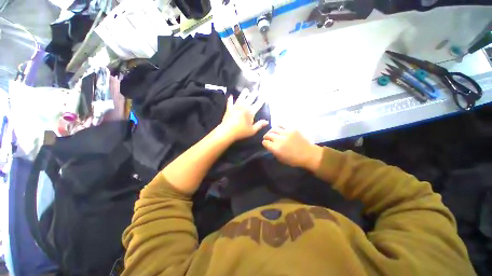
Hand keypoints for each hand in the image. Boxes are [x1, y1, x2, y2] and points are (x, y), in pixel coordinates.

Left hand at [219, 88, 268, 141]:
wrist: (227, 131)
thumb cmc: (241, 131)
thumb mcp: (252, 130)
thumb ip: (260, 125)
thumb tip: (267, 121)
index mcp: (251, 112)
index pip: (257, 105)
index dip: (261, 101)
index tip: (264, 98)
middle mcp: (244, 107)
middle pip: (250, 99)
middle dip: (253, 95)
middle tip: (256, 91)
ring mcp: (236, 107)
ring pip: (241, 98)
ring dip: (244, 94)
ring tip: (246, 90)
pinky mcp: (229, 109)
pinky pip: (230, 102)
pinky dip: (230, 99)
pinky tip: (231, 96)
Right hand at [262, 127, 321, 169]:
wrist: (309, 154)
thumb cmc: (294, 160)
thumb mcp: (281, 159)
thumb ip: (274, 152)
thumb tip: (270, 146)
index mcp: (276, 148)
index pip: (265, 142)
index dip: (264, 143)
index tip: (266, 143)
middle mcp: (280, 139)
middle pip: (268, 135)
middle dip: (266, 136)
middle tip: (267, 138)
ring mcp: (286, 133)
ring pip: (273, 129)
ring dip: (271, 131)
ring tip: (271, 132)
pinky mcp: (292, 129)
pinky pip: (282, 125)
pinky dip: (278, 126)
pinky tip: (278, 129)